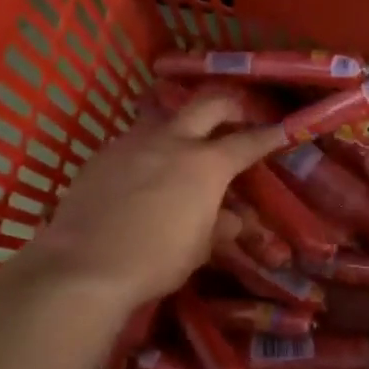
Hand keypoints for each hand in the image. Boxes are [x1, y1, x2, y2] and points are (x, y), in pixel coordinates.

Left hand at [29, 93, 288, 307]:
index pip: (247, 142)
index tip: (282, 129)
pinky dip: (146, 150)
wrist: (85, 264)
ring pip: (163, 118)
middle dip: (229, 105)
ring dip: (180, 125)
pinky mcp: (102, 155)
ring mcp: (132, 142)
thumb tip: (232, 218)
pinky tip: (141, 174)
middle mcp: (172, 141)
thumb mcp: (199, 249)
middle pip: (207, 104)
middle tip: (237, 115)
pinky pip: (132, 142)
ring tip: (183, 145)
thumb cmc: (156, 261)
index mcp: (206, 165)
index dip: (269, 135)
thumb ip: (220, 226)